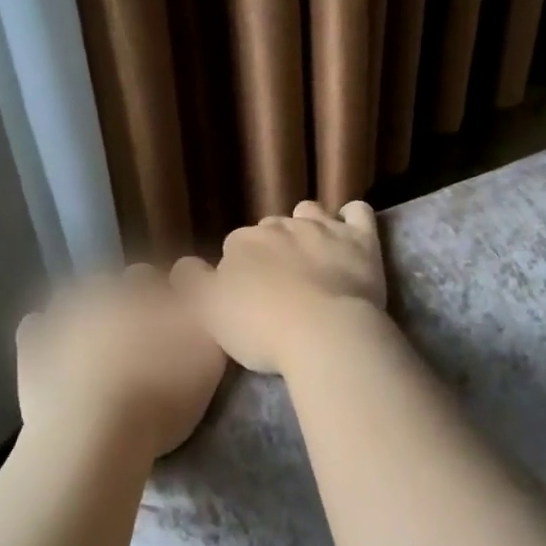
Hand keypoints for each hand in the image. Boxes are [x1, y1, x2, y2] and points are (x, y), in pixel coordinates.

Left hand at [16, 266, 226, 459]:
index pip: (155, 278)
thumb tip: (199, 296)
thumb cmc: (161, 396)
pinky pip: (38, 328)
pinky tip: (60, 360)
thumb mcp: (210, 357)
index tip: (169, 325)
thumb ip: (207, 319)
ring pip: (74, 300)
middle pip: (113, 285)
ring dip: (84, 316)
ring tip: (95, 352)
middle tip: (134, 341)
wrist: (92, 434)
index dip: (161, 299)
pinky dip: (47, 338)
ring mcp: (62, 315)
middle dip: (122, 304)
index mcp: (145, 291)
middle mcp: (103, 292)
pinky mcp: (32, 345)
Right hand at [172, 201, 387, 374]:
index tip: (248, 296)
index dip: (240, 270)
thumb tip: (185, 265)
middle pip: (271, 230)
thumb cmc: (262, 328)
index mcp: (242, 243)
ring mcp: (323, 228)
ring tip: (312, 255)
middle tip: (281, 284)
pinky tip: (350, 232)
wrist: (325, 333)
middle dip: (273, 249)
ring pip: (309, 212)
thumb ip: (192, 283)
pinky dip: (352, 218)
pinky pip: (357, 211)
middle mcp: (280, 226)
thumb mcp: (208, 312)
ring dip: (308, 226)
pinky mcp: (361, 239)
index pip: (234, 247)